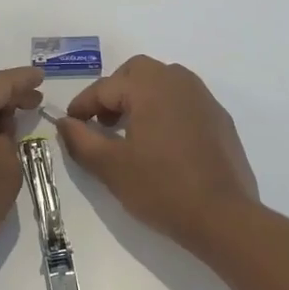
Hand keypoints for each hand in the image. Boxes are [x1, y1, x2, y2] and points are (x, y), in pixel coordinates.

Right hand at [55, 55, 259, 253]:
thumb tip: (65, 122)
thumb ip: (81, 140)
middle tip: (102, 122)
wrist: (223, 217)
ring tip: (131, 130)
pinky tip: (163, 142)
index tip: (71, 124)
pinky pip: (184, 100)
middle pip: (137, 72)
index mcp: (149, 86)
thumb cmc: (161, 187)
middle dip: (115, 91)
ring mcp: (203, 98)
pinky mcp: (219, 118)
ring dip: (141, 97)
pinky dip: (166, 109)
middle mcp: (178, 81)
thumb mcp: (111, 167)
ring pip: (163, 81)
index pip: (105, 87)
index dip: (83, 105)